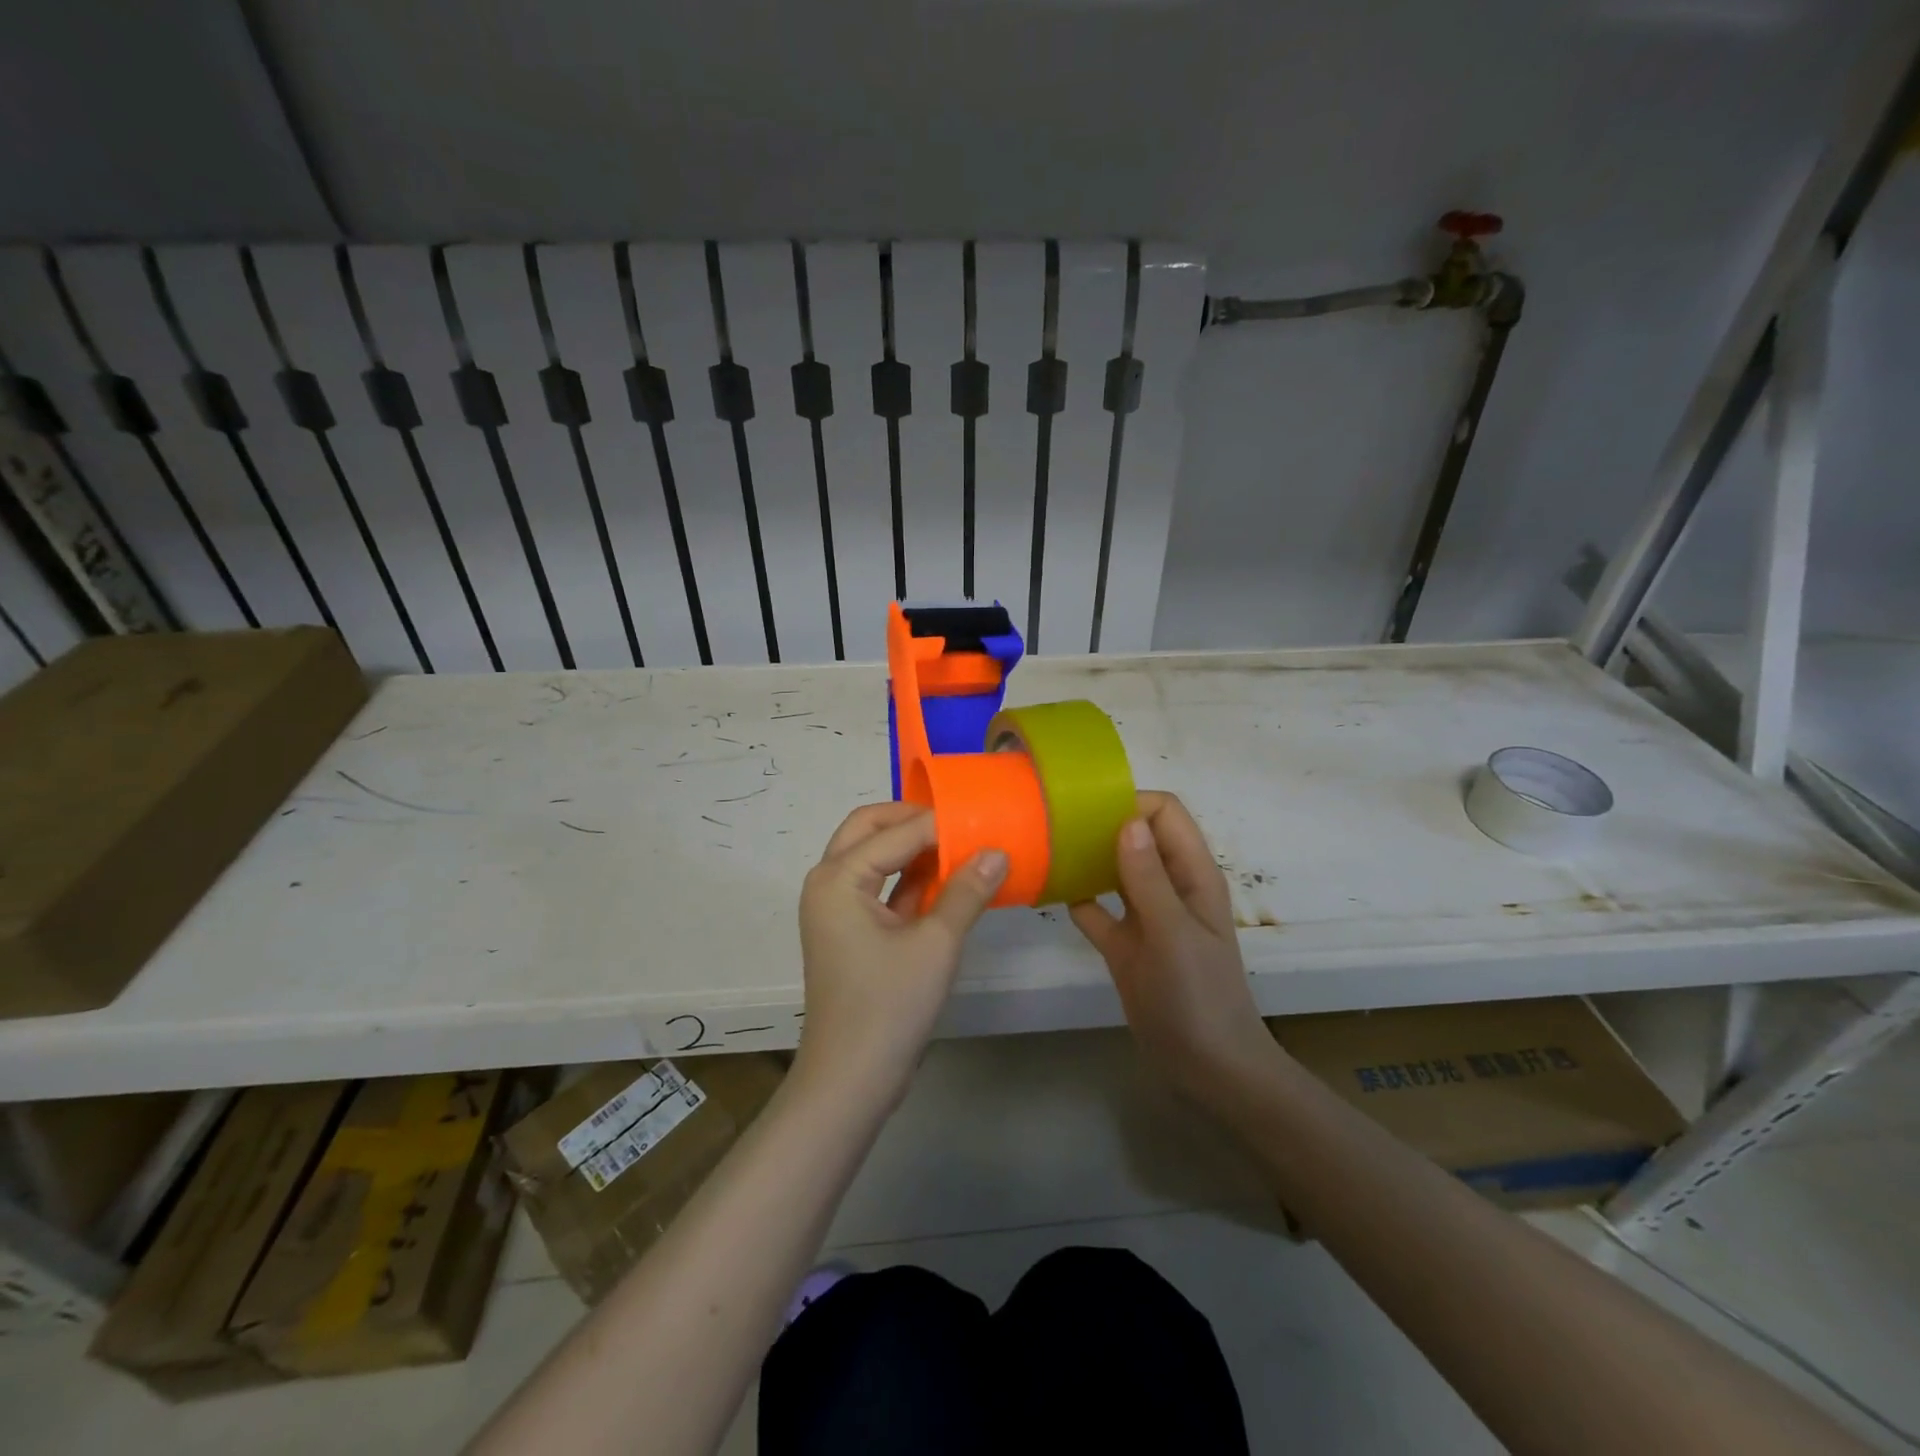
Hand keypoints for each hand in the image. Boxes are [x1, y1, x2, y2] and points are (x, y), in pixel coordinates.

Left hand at [795, 801, 1006, 1110]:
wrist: (851, 1081)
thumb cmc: (889, 1007)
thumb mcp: (936, 944)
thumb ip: (967, 892)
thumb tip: (998, 851)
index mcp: (838, 877)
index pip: (897, 833)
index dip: (942, 825)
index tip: (984, 821)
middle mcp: (828, 882)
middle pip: (869, 829)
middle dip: (913, 821)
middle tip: (959, 823)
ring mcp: (836, 908)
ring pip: (873, 856)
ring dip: (912, 848)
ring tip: (961, 846)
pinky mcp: (849, 930)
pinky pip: (879, 887)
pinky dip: (910, 878)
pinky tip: (949, 881)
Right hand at [1070, 792, 1281, 1115]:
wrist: (1207, 1069)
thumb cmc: (1198, 996)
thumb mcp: (1173, 933)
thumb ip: (1148, 878)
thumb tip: (1126, 820)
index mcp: (1192, 874)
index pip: (1164, 814)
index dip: (1131, 803)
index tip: (1086, 810)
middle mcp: (1168, 887)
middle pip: (1136, 836)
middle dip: (1100, 825)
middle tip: (1053, 825)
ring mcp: (1145, 916)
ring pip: (1113, 870)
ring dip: (1085, 858)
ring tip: (1044, 848)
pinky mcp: (1125, 945)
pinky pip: (1096, 910)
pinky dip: (1076, 898)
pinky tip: (1046, 892)